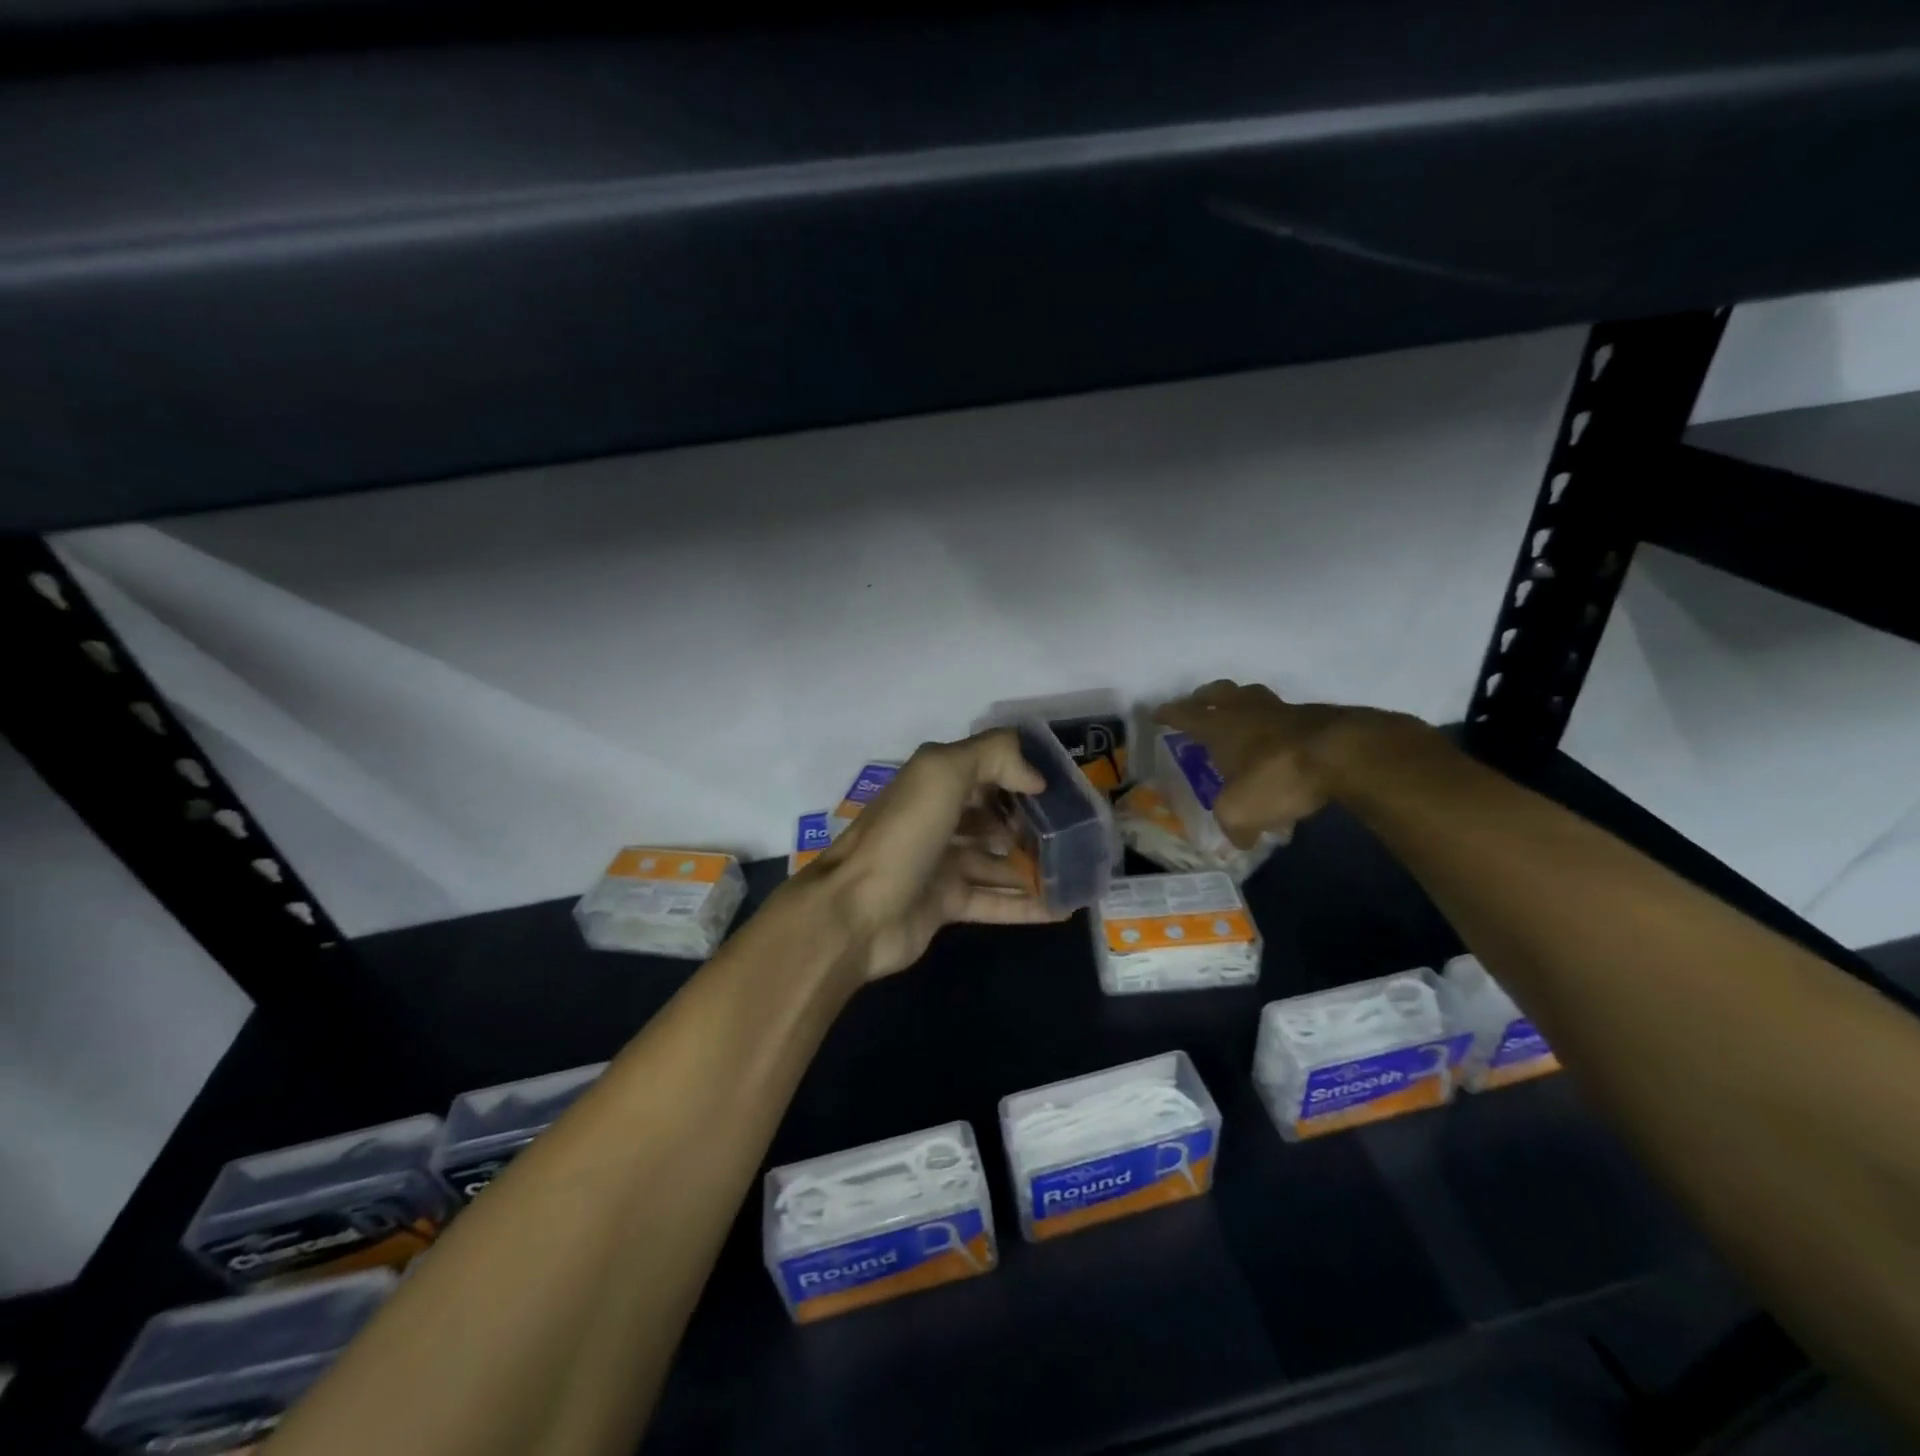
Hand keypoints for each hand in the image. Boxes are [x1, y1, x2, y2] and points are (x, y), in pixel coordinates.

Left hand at [806, 730, 1062, 980]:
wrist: (855, 912)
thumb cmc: (902, 835)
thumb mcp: (942, 773)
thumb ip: (992, 756)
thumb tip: (1035, 778)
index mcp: (933, 783)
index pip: (984, 769)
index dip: (1020, 774)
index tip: (1061, 786)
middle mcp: (937, 820)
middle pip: (993, 816)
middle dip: (1030, 821)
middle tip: (1075, 831)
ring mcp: (940, 865)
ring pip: (997, 861)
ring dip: (1034, 864)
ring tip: (1078, 869)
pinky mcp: (945, 905)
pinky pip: (994, 902)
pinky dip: (1026, 905)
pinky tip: (1063, 908)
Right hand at [1153, 681, 1416, 846]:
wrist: (1343, 754)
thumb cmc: (1277, 776)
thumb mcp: (1241, 812)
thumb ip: (1233, 826)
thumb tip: (1239, 840)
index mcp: (1219, 726)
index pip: (1185, 714)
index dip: (1169, 714)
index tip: (1157, 714)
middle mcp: (1246, 711)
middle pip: (1219, 692)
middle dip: (1204, 697)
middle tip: (1198, 704)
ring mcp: (1282, 710)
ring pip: (1254, 697)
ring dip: (1243, 704)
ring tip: (1240, 719)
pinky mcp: (1315, 718)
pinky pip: (1286, 716)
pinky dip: (1276, 725)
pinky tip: (1280, 743)